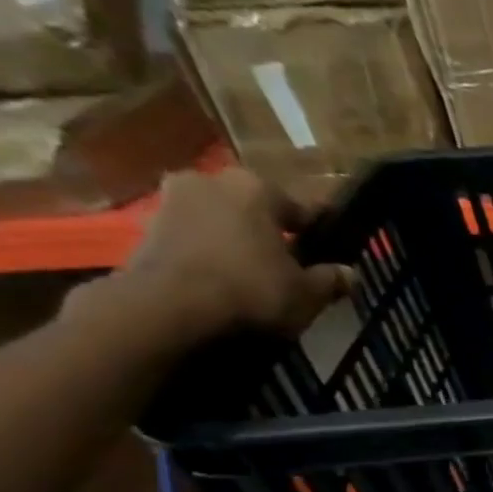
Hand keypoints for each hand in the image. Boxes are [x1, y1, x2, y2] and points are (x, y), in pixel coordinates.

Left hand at [97, 169, 353, 345]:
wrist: (166, 310)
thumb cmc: (251, 290)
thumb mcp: (308, 293)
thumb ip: (330, 280)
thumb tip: (349, 274)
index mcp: (256, 187)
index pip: (301, 208)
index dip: (318, 234)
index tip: (329, 253)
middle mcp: (210, 182)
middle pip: (253, 210)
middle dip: (269, 233)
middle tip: (289, 265)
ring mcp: (170, 203)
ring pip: (220, 223)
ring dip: (236, 244)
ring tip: (255, 279)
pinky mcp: (143, 230)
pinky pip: (193, 241)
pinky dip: (209, 257)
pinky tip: (224, 285)